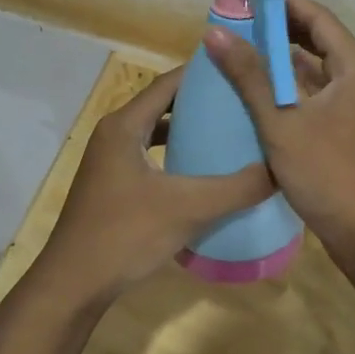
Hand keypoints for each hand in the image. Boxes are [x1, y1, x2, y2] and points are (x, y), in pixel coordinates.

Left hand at [27, 66, 274, 313]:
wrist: (73, 285)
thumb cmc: (125, 235)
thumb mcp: (189, 208)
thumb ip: (237, 188)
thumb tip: (281, 169)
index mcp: (124, 125)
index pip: (168, 83)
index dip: (202, 73)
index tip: (239, 68)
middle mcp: (114, 133)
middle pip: (162, 103)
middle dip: (200, 100)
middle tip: (241, 99)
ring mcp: (110, 159)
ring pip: (155, 130)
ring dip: (187, 127)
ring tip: (228, 128)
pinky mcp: (112, 183)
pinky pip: (149, 153)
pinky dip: (174, 152)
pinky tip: (200, 168)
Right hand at [205, 0, 354, 281]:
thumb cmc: (329, 175)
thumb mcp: (281, 123)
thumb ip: (249, 76)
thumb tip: (215, 32)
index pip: (317, 16)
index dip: (281, 4)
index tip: (243, 0)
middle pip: (318, 40)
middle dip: (279, 31)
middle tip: (237, 27)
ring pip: (318, 68)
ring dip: (283, 60)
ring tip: (241, 54)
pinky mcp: (351, 127)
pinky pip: (319, 93)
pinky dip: (292, 87)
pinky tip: (261, 93)